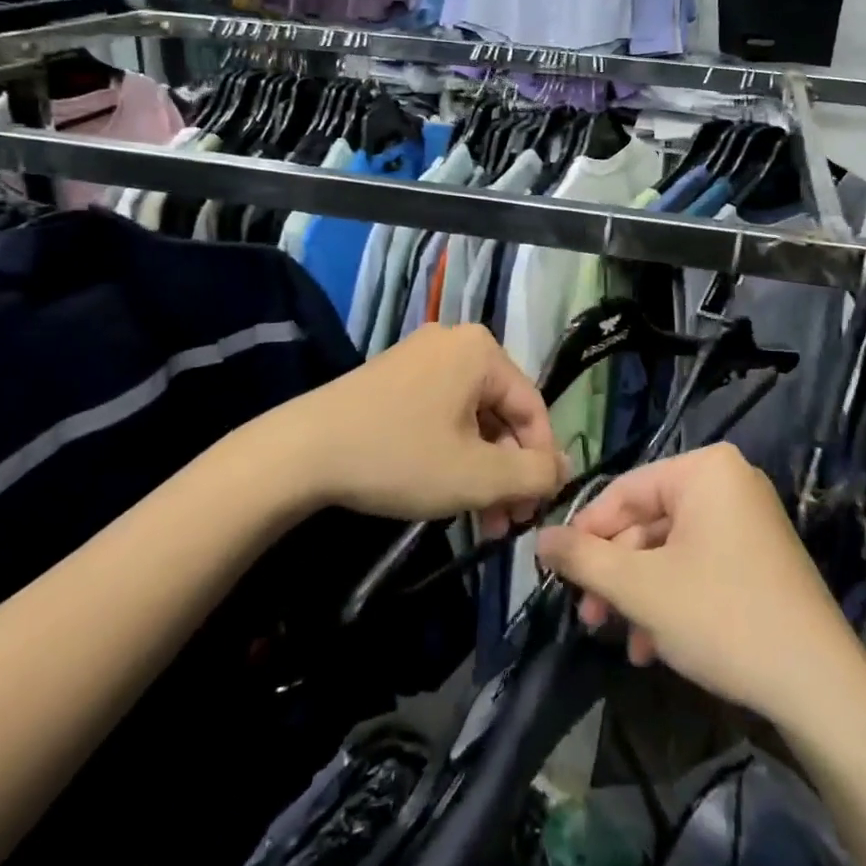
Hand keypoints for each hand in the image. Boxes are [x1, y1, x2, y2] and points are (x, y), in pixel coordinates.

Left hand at [292, 324, 565, 535]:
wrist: (301, 451)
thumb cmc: (399, 457)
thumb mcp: (476, 475)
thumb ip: (533, 475)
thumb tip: (564, 469)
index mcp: (482, 351)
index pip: (533, 408)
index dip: (541, 462)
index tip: (536, 510)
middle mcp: (456, 341)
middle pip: (501, 412)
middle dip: (507, 471)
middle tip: (507, 523)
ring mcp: (421, 355)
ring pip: (471, 417)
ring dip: (481, 469)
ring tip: (480, 520)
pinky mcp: (395, 375)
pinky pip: (442, 411)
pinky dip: (452, 451)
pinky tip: (446, 492)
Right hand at [536, 444, 862, 724]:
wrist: (820, 686)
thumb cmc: (722, 617)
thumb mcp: (641, 588)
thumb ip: (583, 558)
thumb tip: (539, 537)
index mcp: (704, 469)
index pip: (625, 491)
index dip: (586, 532)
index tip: (557, 573)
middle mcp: (729, 482)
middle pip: (649, 522)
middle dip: (616, 574)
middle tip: (589, 618)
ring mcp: (749, 519)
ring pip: (672, 550)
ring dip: (641, 594)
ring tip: (624, 640)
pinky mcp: (760, 556)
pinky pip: (701, 564)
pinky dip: (674, 599)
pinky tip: (656, 646)